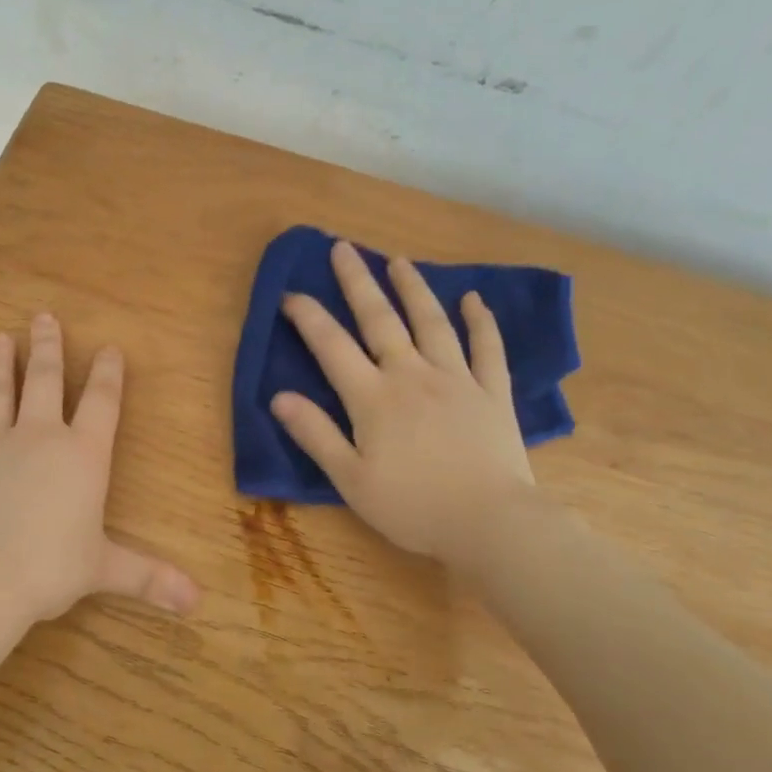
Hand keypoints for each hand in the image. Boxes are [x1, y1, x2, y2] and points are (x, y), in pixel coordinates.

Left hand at [0, 314, 199, 625]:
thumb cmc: (50, 568)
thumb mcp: (105, 570)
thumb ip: (149, 578)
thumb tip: (196, 602)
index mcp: (83, 455)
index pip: (102, 402)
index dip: (108, 373)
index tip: (108, 347)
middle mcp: (40, 437)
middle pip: (45, 380)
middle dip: (47, 346)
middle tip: (42, 315)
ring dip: (1, 363)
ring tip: (0, 337)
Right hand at [270, 240, 536, 565]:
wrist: (490, 523)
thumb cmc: (412, 506)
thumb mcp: (351, 480)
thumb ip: (316, 434)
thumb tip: (278, 396)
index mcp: (373, 398)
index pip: (332, 346)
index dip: (308, 317)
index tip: (290, 294)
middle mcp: (412, 375)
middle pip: (380, 320)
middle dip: (358, 282)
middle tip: (343, 248)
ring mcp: (457, 379)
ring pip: (432, 322)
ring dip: (413, 289)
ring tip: (399, 261)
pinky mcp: (492, 392)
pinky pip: (488, 348)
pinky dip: (481, 321)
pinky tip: (474, 299)